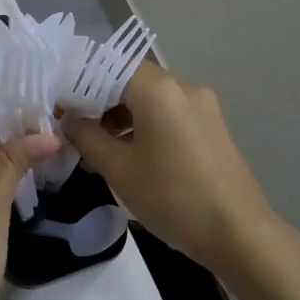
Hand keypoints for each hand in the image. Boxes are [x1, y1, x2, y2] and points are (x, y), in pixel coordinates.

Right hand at [63, 63, 299, 284]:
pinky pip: (170, 115)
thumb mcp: (119, 169)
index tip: (61, 108)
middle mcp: (184, 87)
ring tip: (99, 150)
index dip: (81, 84)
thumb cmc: (172, 197)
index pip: (109, 66)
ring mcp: (203, 107)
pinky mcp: (213, 128)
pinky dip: (145, 126)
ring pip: (151, 100)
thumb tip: (70, 122)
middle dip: (100, 103)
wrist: (239, 234)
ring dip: (122, 117)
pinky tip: (130, 157)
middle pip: (130, 81)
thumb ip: (87, 138)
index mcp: (159, 90)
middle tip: (75, 130)